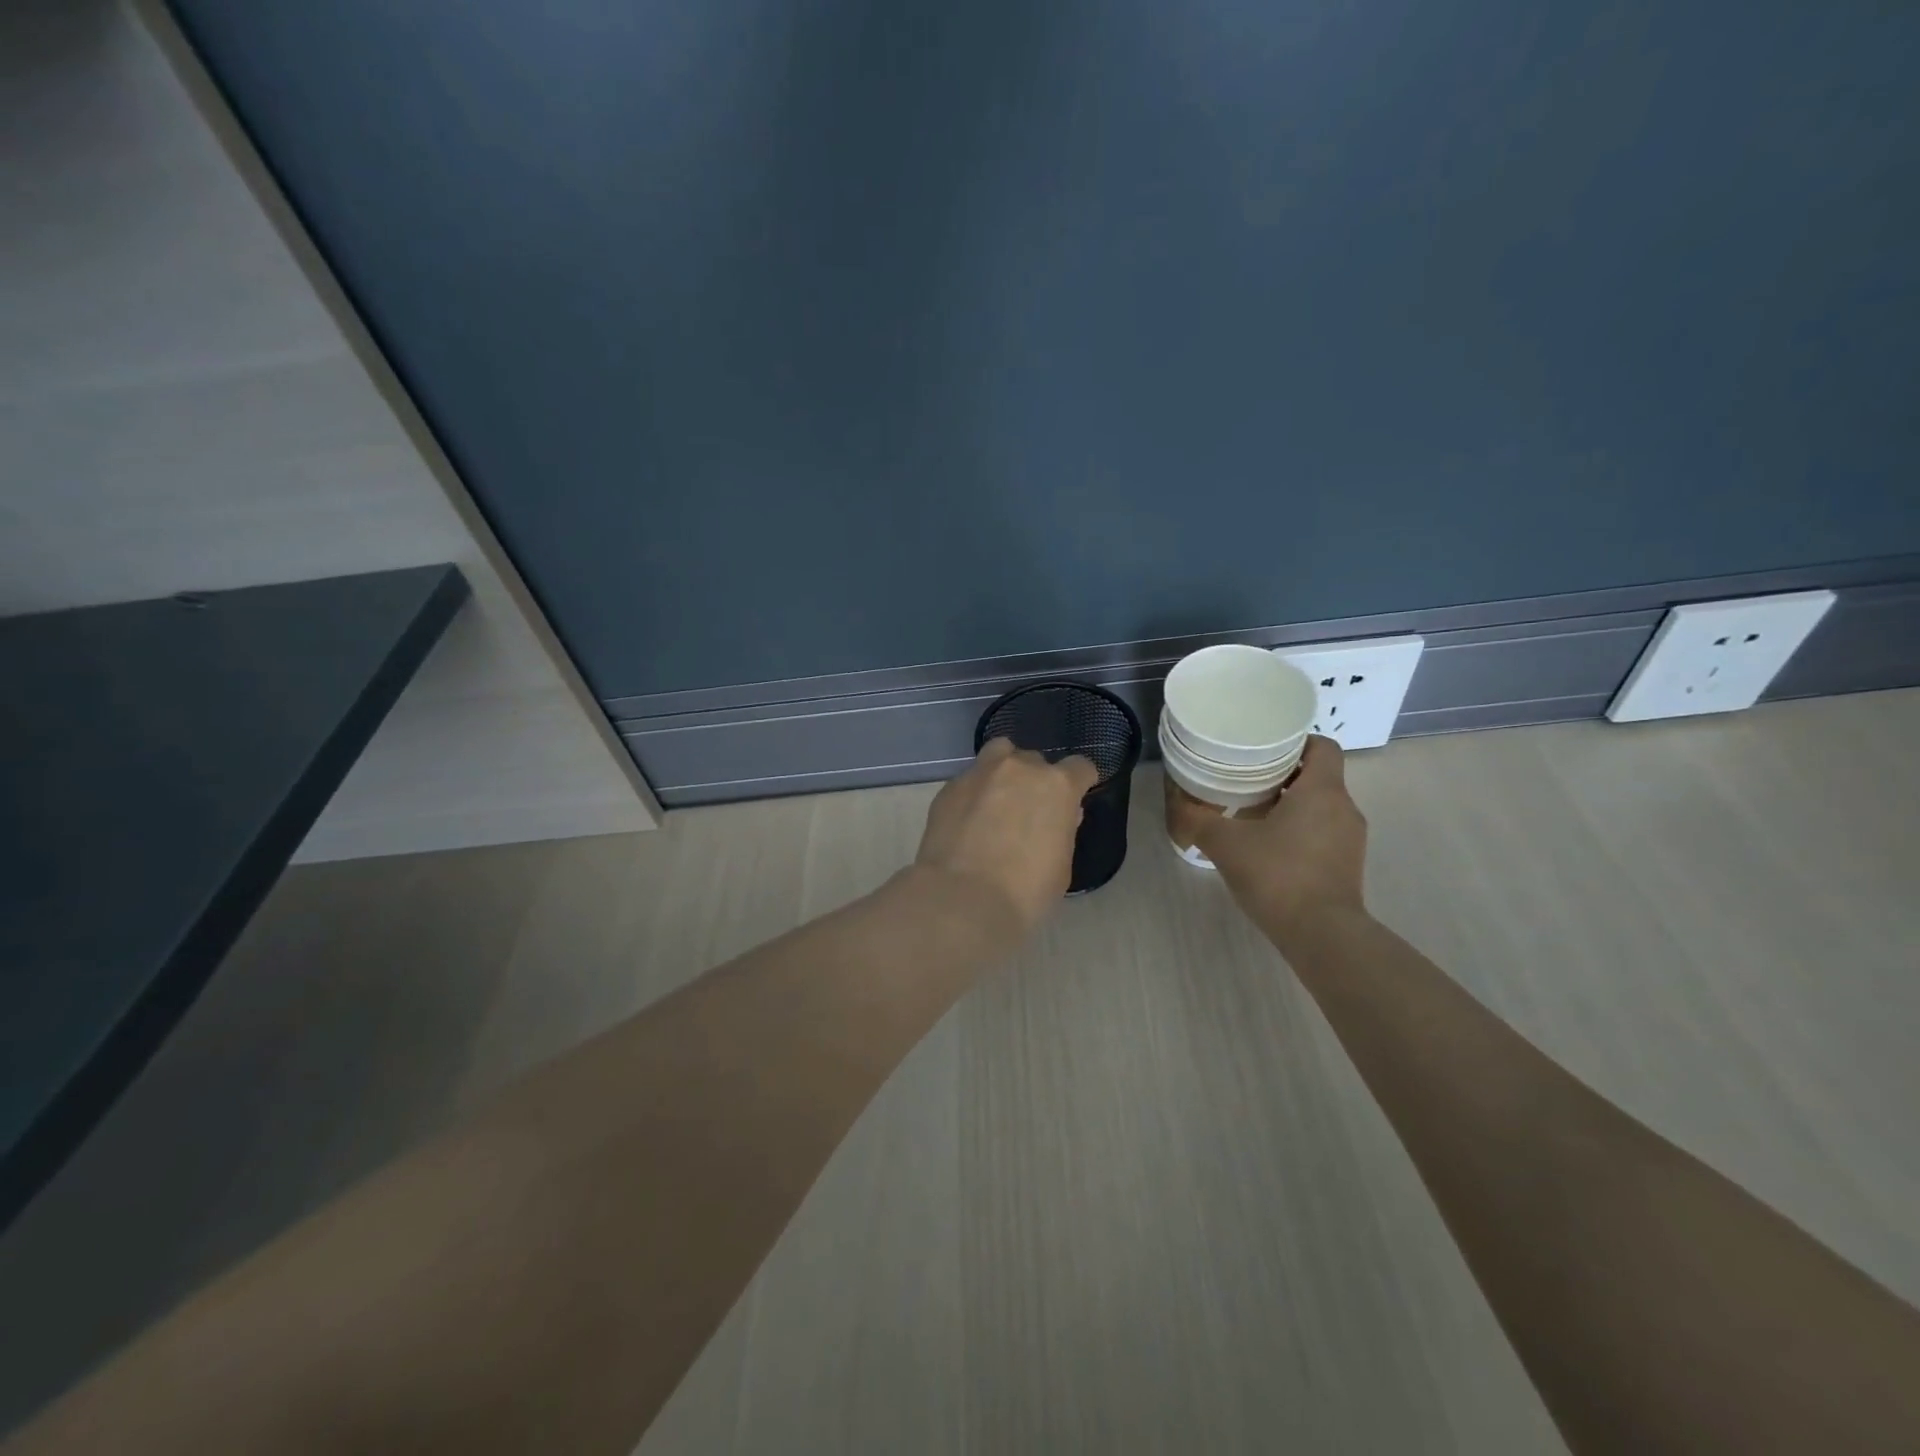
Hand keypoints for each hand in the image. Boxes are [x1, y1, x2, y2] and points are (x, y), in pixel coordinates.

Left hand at [915, 738, 1098, 933]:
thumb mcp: (1061, 866)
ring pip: (998, 755)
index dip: (1079, 782)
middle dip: (1035, 781)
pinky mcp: (949, 788)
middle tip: (1028, 812)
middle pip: (1035, 761)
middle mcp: (1019, 768)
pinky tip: (968, 822)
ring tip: (997, 802)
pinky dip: (974, 795)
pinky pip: (969, 781)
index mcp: (1057, 786)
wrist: (962, 898)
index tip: (1073, 801)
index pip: (1080, 767)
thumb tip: (1060, 816)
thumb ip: (1063, 831)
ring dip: (1003, 772)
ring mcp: (980, 773)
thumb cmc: (1025, 890)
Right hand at [1194, 735, 1367, 936]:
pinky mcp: (1347, 865)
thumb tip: (1178, 805)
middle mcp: (1344, 807)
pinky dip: (1298, 831)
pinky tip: (1267, 847)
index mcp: (1322, 790)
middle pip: (1317, 775)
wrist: (1321, 935)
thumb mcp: (1225, 843)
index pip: (1321, 745)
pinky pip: (1322, 833)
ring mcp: (1350, 839)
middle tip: (1244, 778)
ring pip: (1320, 806)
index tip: (1263, 749)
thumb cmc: (1277, 875)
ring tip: (1251, 813)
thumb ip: (1198, 819)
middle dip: (1282, 774)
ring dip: (1289, 805)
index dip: (1294, 741)